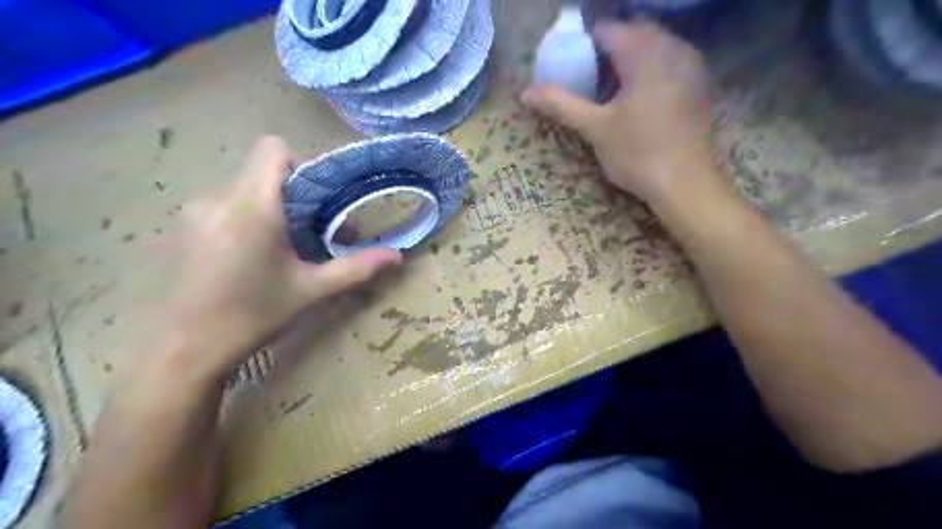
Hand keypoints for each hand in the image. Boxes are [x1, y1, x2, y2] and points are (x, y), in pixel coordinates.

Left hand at [148, 137, 397, 379]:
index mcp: (251, 206)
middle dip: (294, 195)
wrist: (181, 352)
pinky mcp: (181, 230)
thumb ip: (355, 268)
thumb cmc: (252, 316)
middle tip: (312, 233)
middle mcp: (216, 198)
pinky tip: (250, 260)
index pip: (273, 148)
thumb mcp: (310, 291)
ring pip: (244, 190)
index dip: (302, 164)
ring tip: (282, 250)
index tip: (319, 199)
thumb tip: (397, 256)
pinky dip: (246, 220)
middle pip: (262, 172)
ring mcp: (193, 213)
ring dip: (270, 210)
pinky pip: (223, 207)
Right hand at [523, 20, 721, 205]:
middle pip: (634, 33)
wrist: (685, 183)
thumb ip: (561, 105)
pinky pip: (671, 61)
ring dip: (631, 58)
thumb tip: (526, 93)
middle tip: (590, 77)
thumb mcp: (594, 129)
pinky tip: (640, 97)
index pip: (608, 30)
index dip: (585, 44)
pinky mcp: (699, 85)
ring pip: (655, 46)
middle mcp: (672, 49)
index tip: (572, 66)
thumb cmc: (637, 154)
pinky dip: (651, 69)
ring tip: (612, 88)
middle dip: (609, 49)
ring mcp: (691, 66)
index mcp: (644, 54)